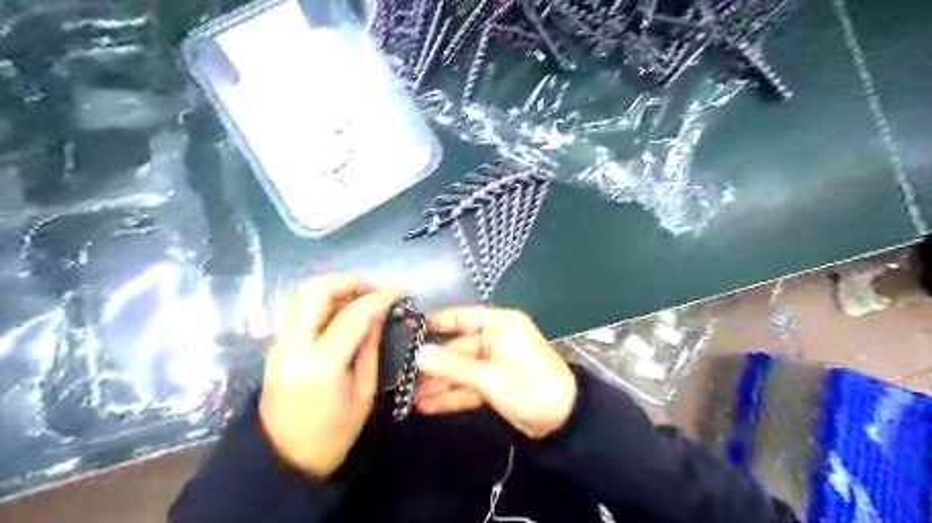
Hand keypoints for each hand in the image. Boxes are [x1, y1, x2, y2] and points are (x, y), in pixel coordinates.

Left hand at [257, 276, 400, 475]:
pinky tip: (340, 313)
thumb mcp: (364, 394)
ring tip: (359, 297)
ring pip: (301, 295)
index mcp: (322, 364)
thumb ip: (370, 348)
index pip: (354, 313)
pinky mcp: (274, 348)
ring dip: (333, 288)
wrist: (285, 461)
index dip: (381, 297)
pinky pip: (297, 311)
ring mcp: (279, 345)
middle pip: (317, 290)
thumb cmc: (334, 435)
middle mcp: (294, 347)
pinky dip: (320, 302)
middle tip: (374, 289)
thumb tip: (379, 314)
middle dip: (350, 281)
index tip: (400, 292)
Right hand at [415, 309, 575, 439]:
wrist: (563, 422)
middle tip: (401, 375)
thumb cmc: (530, 387)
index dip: (435, 324)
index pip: (461, 318)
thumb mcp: (489, 377)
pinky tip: (425, 405)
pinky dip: (451, 395)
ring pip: (460, 370)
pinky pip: (468, 386)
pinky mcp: (493, 384)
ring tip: (407, 395)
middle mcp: (494, 340)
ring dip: (437, 383)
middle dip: (432, 364)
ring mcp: (493, 363)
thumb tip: (418, 354)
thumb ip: (453, 366)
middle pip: (457, 349)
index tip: (408, 332)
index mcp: (499, 326)